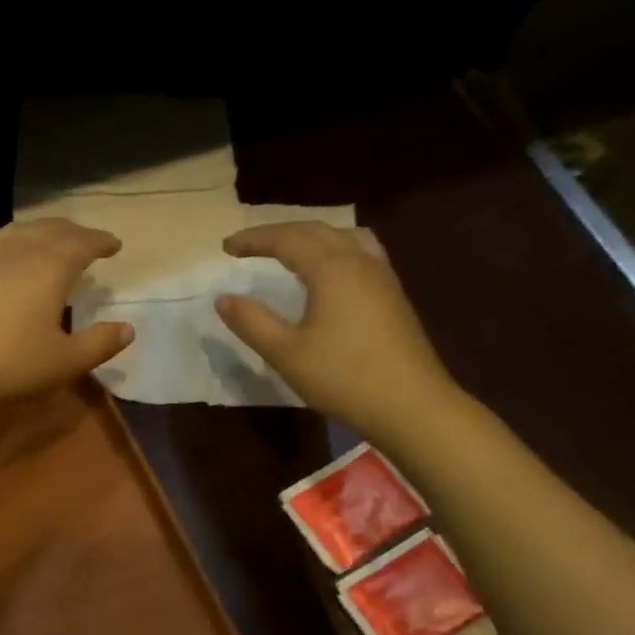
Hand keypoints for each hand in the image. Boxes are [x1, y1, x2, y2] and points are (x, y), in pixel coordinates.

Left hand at [0, 219, 133, 415]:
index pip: (81, 243)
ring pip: (16, 233)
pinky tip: (6, 269)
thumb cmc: (11, 363)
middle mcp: (17, 254)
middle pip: (48, 230)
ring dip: (38, 232)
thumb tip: (127, 328)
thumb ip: (99, 343)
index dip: (100, 242)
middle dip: (71, 231)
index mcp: (49, 267)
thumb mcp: (65, 361)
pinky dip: (11, 248)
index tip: (114, 244)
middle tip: (84, 238)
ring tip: (46, 240)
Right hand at [216, 223, 462, 445]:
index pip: (287, 239)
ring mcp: (382, 276)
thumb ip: (251, 322)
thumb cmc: (343, 377)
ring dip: (310, 237)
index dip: (254, 239)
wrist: (410, 404)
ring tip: (289, 251)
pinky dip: (333, 250)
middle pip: (316, 230)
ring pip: (343, 237)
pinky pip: (360, 252)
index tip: (225, 247)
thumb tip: (223, 298)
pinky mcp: (392, 294)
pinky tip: (328, 273)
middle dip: (278, 233)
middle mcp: (359, 261)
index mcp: (331, 269)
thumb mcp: (285, 353)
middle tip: (248, 246)